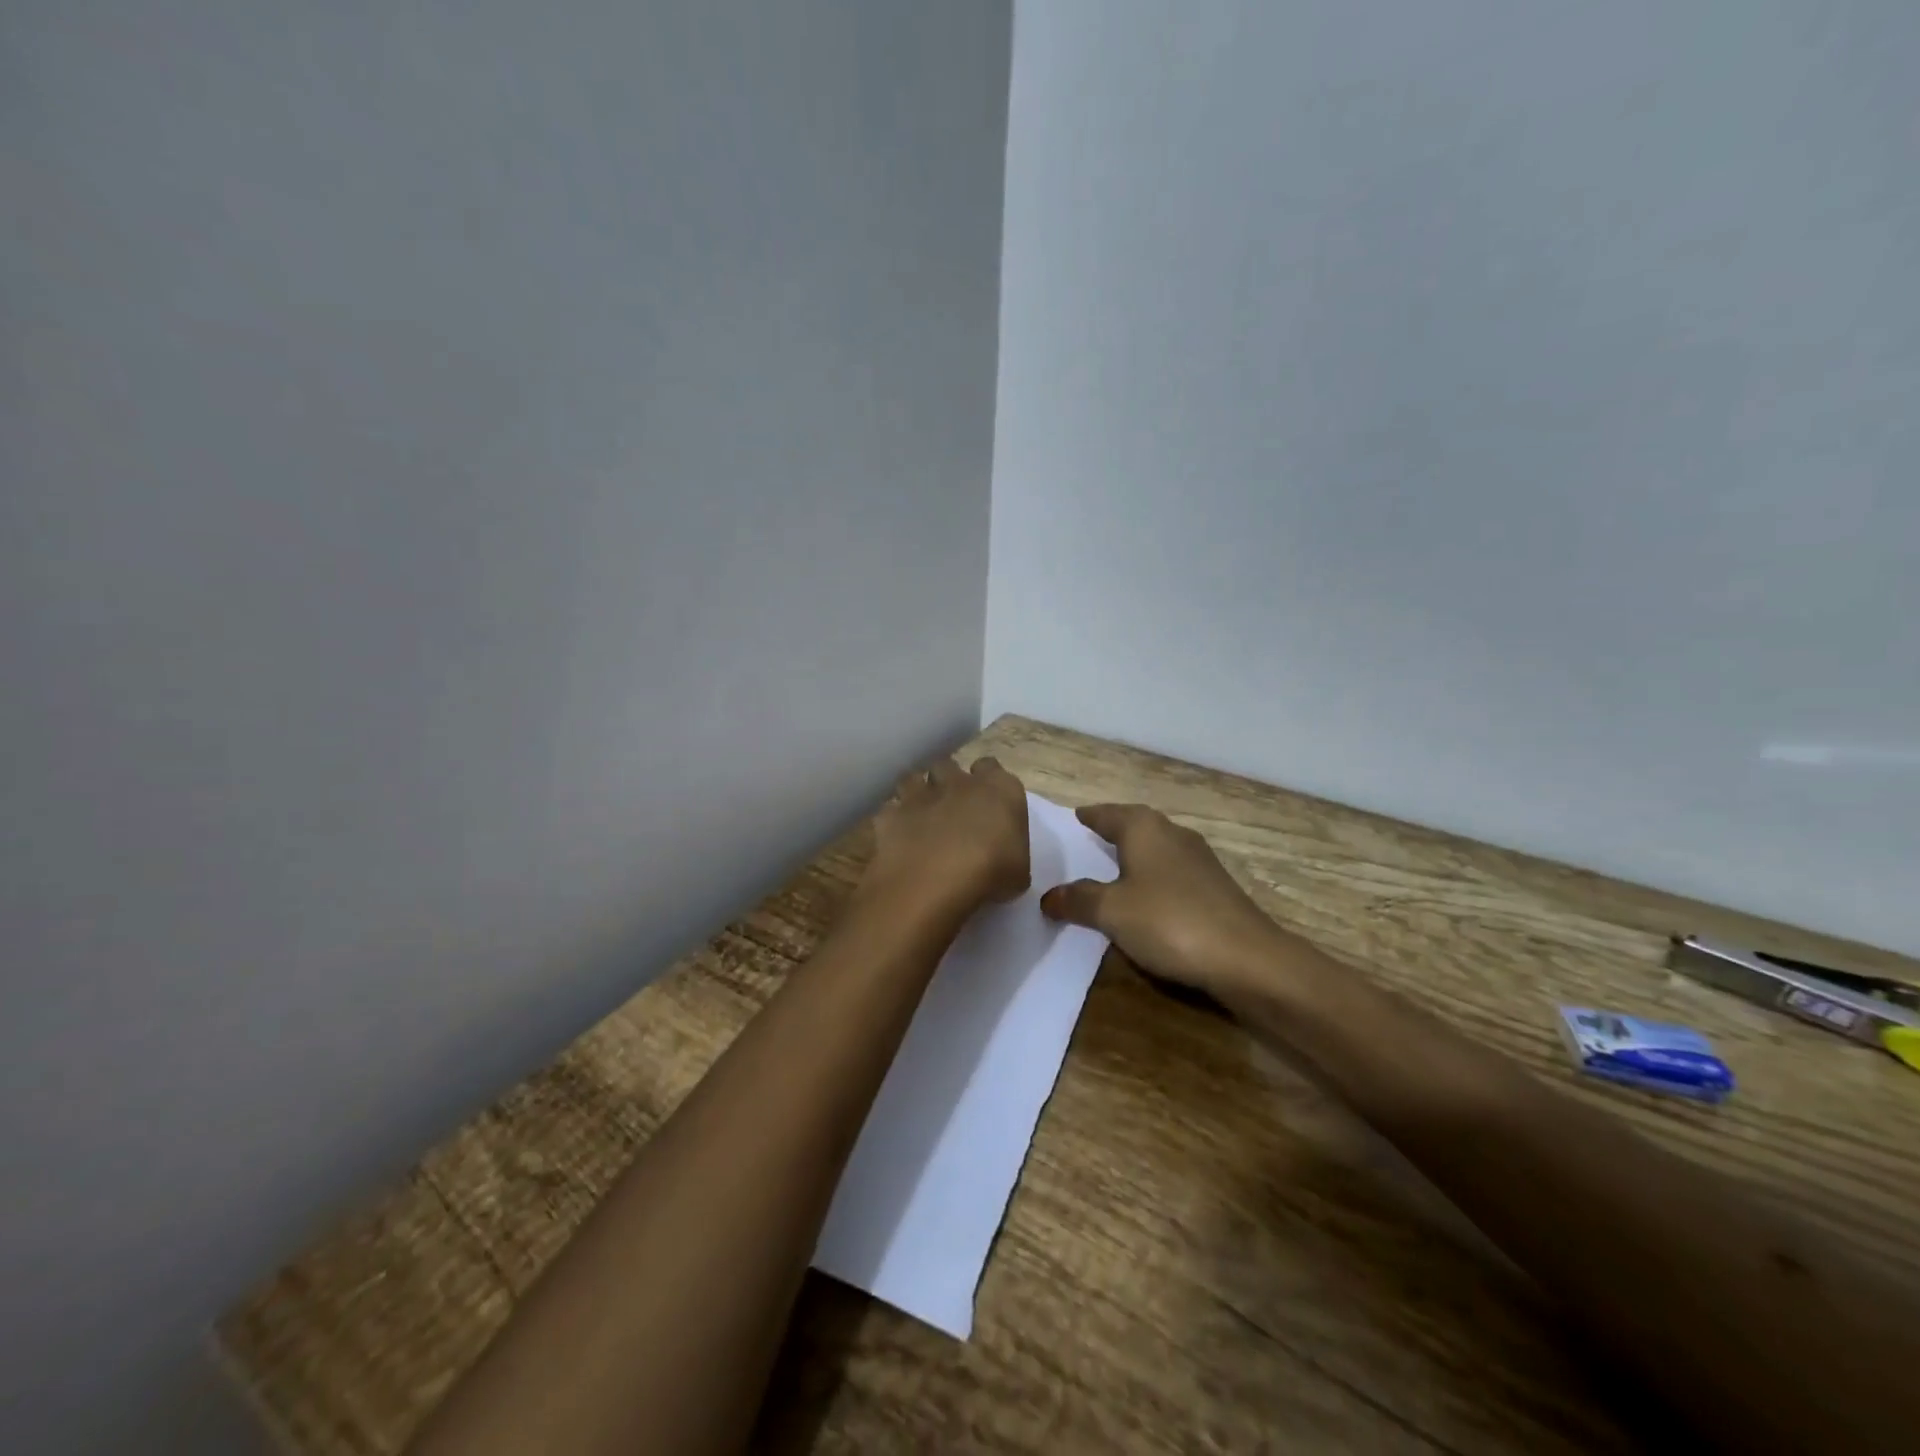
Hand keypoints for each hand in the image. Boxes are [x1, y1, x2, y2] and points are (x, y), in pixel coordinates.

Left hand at [865, 757, 1030, 914]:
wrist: (934, 882)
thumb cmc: (990, 875)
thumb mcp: (1019, 871)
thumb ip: (1010, 851)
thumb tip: (1003, 856)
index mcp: (998, 789)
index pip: (991, 767)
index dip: (987, 781)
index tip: (987, 802)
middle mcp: (958, 782)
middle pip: (949, 766)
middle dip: (947, 781)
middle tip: (951, 807)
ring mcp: (920, 795)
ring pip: (913, 779)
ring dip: (916, 793)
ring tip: (920, 817)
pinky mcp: (890, 814)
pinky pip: (889, 810)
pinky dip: (893, 820)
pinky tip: (897, 838)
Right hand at [1040, 804, 1294, 999]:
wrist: (1247, 958)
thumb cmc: (1170, 921)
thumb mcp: (1111, 912)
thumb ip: (1078, 900)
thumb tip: (1047, 896)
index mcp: (1144, 828)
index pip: (1107, 813)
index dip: (1088, 816)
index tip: (1073, 818)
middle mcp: (1172, 834)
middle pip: (1134, 826)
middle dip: (1111, 833)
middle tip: (1084, 845)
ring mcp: (1198, 860)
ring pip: (1155, 850)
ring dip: (1133, 858)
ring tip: (1109, 874)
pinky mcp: (1214, 888)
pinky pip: (1171, 874)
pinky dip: (1152, 880)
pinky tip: (1145, 901)